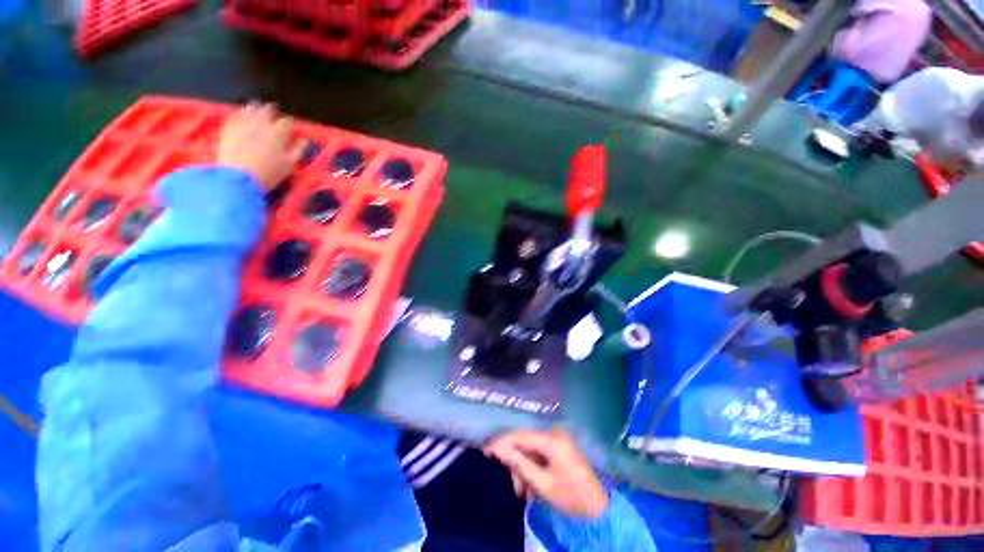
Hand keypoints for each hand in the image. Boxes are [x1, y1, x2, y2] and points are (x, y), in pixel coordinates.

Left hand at [217, 102, 304, 189]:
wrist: (239, 178)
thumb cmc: (270, 173)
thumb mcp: (290, 165)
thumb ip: (298, 150)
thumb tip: (304, 140)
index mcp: (278, 132)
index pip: (287, 122)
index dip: (290, 124)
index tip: (290, 129)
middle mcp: (261, 123)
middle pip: (268, 110)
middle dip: (272, 111)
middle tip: (274, 114)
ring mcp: (243, 123)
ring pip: (251, 108)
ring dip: (256, 109)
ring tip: (258, 112)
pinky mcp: (229, 127)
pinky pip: (235, 115)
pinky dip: (241, 114)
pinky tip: (242, 117)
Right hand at [485, 427, 608, 518]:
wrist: (598, 509)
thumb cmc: (570, 498)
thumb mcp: (542, 484)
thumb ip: (519, 464)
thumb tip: (498, 449)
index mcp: (552, 440)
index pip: (520, 435)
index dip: (501, 442)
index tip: (485, 451)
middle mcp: (554, 433)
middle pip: (525, 442)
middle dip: (515, 463)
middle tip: (514, 487)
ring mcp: (558, 439)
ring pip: (530, 449)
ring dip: (523, 469)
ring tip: (523, 492)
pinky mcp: (559, 446)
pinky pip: (538, 453)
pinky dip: (532, 468)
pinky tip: (531, 486)